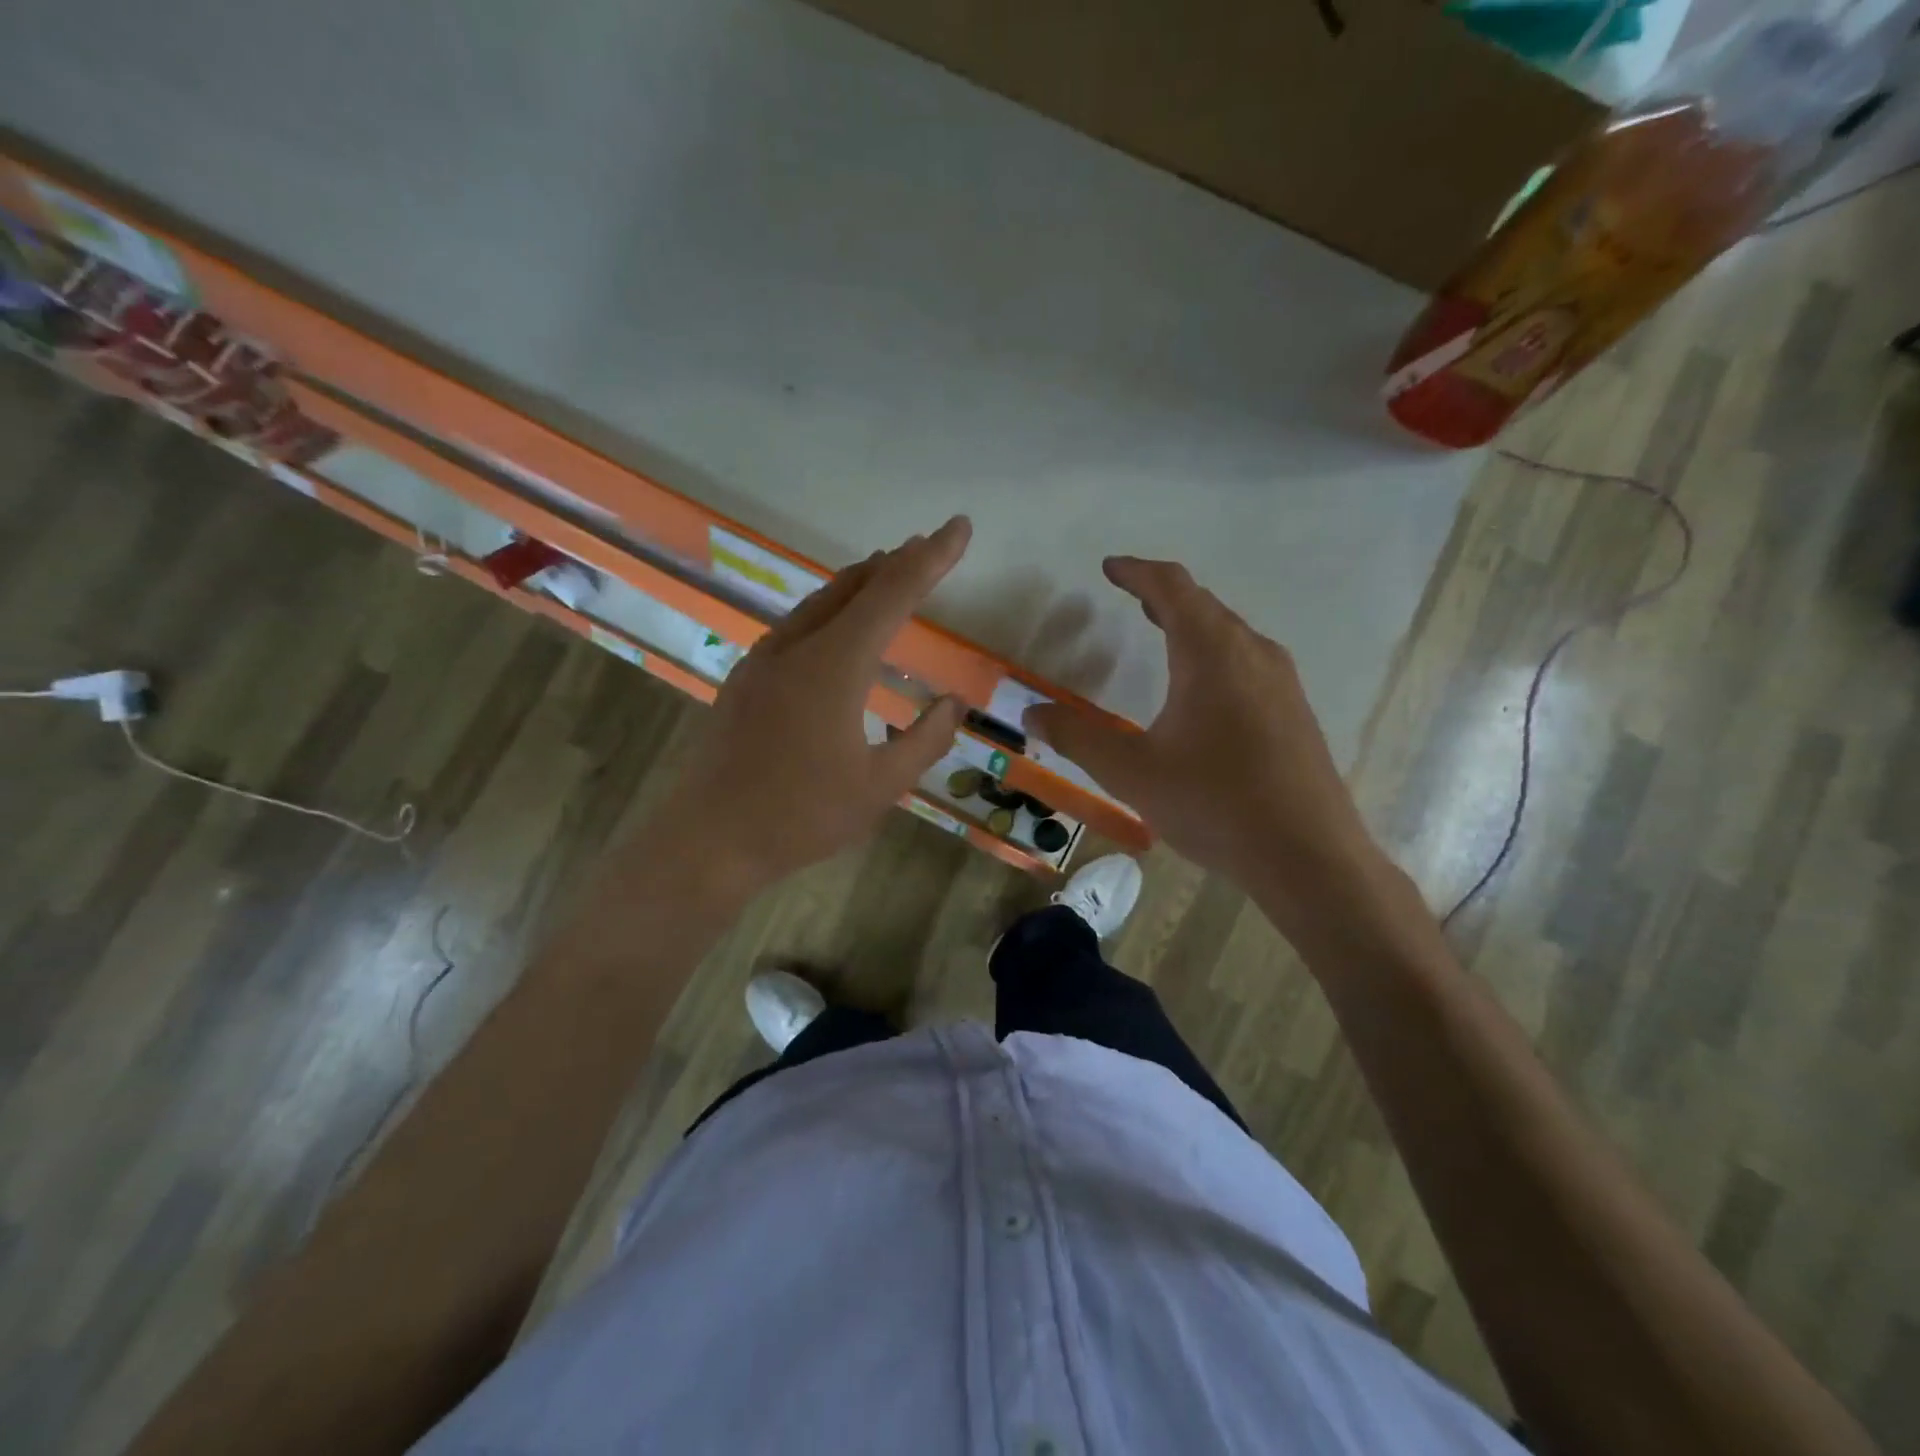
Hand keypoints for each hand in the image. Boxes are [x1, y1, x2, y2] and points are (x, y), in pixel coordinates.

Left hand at [641, 518, 972, 902]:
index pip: (892, 595)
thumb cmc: (802, 815)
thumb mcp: (881, 786)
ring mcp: (764, 660)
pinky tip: (837, 628)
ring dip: (859, 584)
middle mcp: (797, 648)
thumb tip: (952, 703)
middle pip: (853, 587)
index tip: (959, 527)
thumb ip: (924, 739)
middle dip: (895, 563)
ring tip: (887, 573)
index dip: (930, 558)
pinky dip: (831, 610)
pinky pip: (798, 625)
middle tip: (926, 549)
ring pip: (820, 603)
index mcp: (835, 666)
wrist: (710, 839)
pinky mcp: (746, 678)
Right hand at [1023, 557, 1385, 917]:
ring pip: (1230, 632)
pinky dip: (1214, 652)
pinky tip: (1202, 688)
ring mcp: (1282, 682)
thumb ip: (1076, 737)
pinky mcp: (1295, 711)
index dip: (1138, 572)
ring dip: (1192, 623)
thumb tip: (1031, 712)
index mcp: (1211, 653)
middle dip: (1163, 596)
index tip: (1110, 568)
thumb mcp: (1131, 772)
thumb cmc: (1214, 804)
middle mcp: (1252, 653)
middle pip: (1205, 605)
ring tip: (1161, 630)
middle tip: (1130, 598)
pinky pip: (1247, 660)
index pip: (1172, 588)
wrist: (1308, 856)